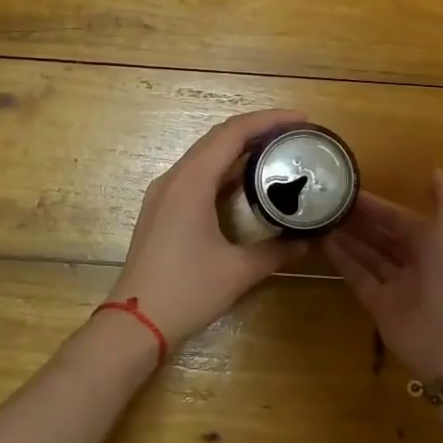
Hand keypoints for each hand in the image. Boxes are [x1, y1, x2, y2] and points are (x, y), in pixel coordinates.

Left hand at [105, 108, 309, 350]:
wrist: (135, 323)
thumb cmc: (186, 292)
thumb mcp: (238, 271)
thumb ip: (276, 252)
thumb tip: (306, 241)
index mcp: (192, 182)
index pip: (233, 133)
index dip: (269, 120)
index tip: (301, 119)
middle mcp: (174, 178)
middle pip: (218, 137)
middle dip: (257, 128)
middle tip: (294, 133)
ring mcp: (164, 193)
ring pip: (205, 154)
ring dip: (239, 147)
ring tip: (275, 150)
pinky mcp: (162, 209)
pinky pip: (196, 174)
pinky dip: (223, 168)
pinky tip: (245, 181)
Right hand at [327, 170, 442, 381]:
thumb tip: (433, 171)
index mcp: (435, 240)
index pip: (401, 218)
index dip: (378, 206)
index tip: (349, 190)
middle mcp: (415, 261)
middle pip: (383, 236)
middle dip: (359, 220)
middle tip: (328, 202)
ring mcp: (396, 284)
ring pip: (368, 255)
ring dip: (347, 237)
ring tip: (320, 217)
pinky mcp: (378, 304)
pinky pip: (358, 276)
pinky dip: (342, 260)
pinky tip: (323, 242)